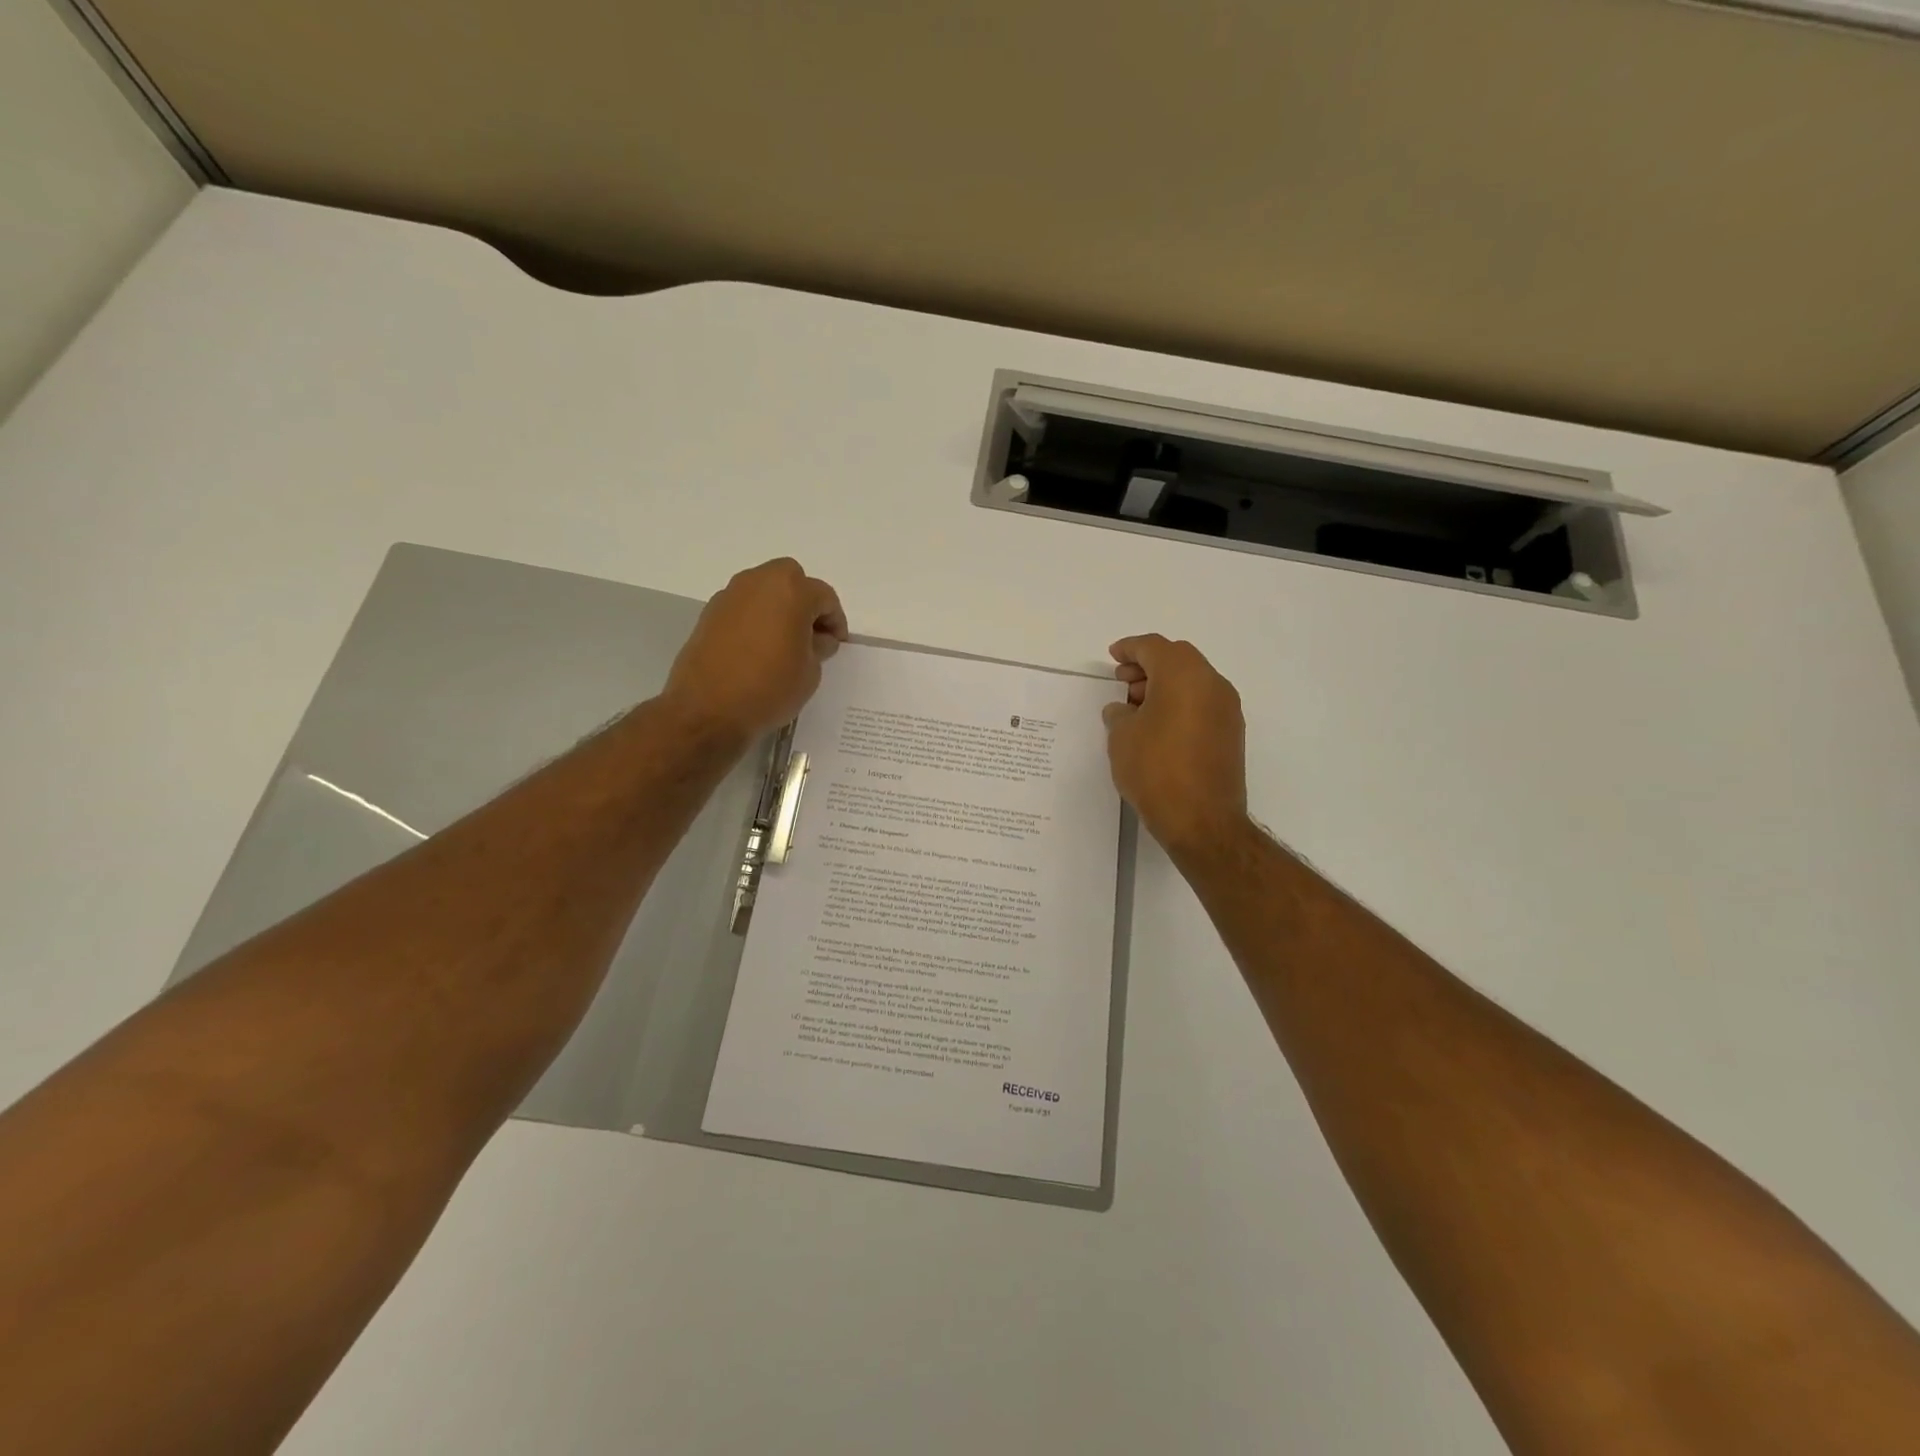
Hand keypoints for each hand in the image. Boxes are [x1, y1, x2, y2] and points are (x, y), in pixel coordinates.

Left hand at [663, 559, 848, 742]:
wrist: (707, 709)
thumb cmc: (769, 688)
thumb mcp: (810, 672)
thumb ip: (819, 647)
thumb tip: (817, 639)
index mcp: (791, 591)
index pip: (824, 597)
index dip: (835, 621)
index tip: (836, 644)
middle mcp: (759, 582)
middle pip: (791, 580)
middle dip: (805, 603)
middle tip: (811, 634)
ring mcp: (730, 595)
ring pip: (764, 590)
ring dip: (779, 608)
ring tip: (785, 643)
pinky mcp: (710, 613)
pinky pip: (744, 607)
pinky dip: (756, 619)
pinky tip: (759, 649)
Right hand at [1103, 634, 1248, 857]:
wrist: (1202, 820)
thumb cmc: (1156, 770)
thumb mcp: (1122, 737)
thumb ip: (1120, 714)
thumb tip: (1125, 710)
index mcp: (1184, 675)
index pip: (1154, 647)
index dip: (1130, 648)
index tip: (1113, 656)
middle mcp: (1212, 683)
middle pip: (1178, 658)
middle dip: (1148, 665)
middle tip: (1123, 682)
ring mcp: (1227, 709)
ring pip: (1193, 680)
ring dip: (1165, 685)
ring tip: (1137, 708)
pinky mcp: (1232, 733)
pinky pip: (1203, 702)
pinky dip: (1181, 703)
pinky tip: (1159, 726)